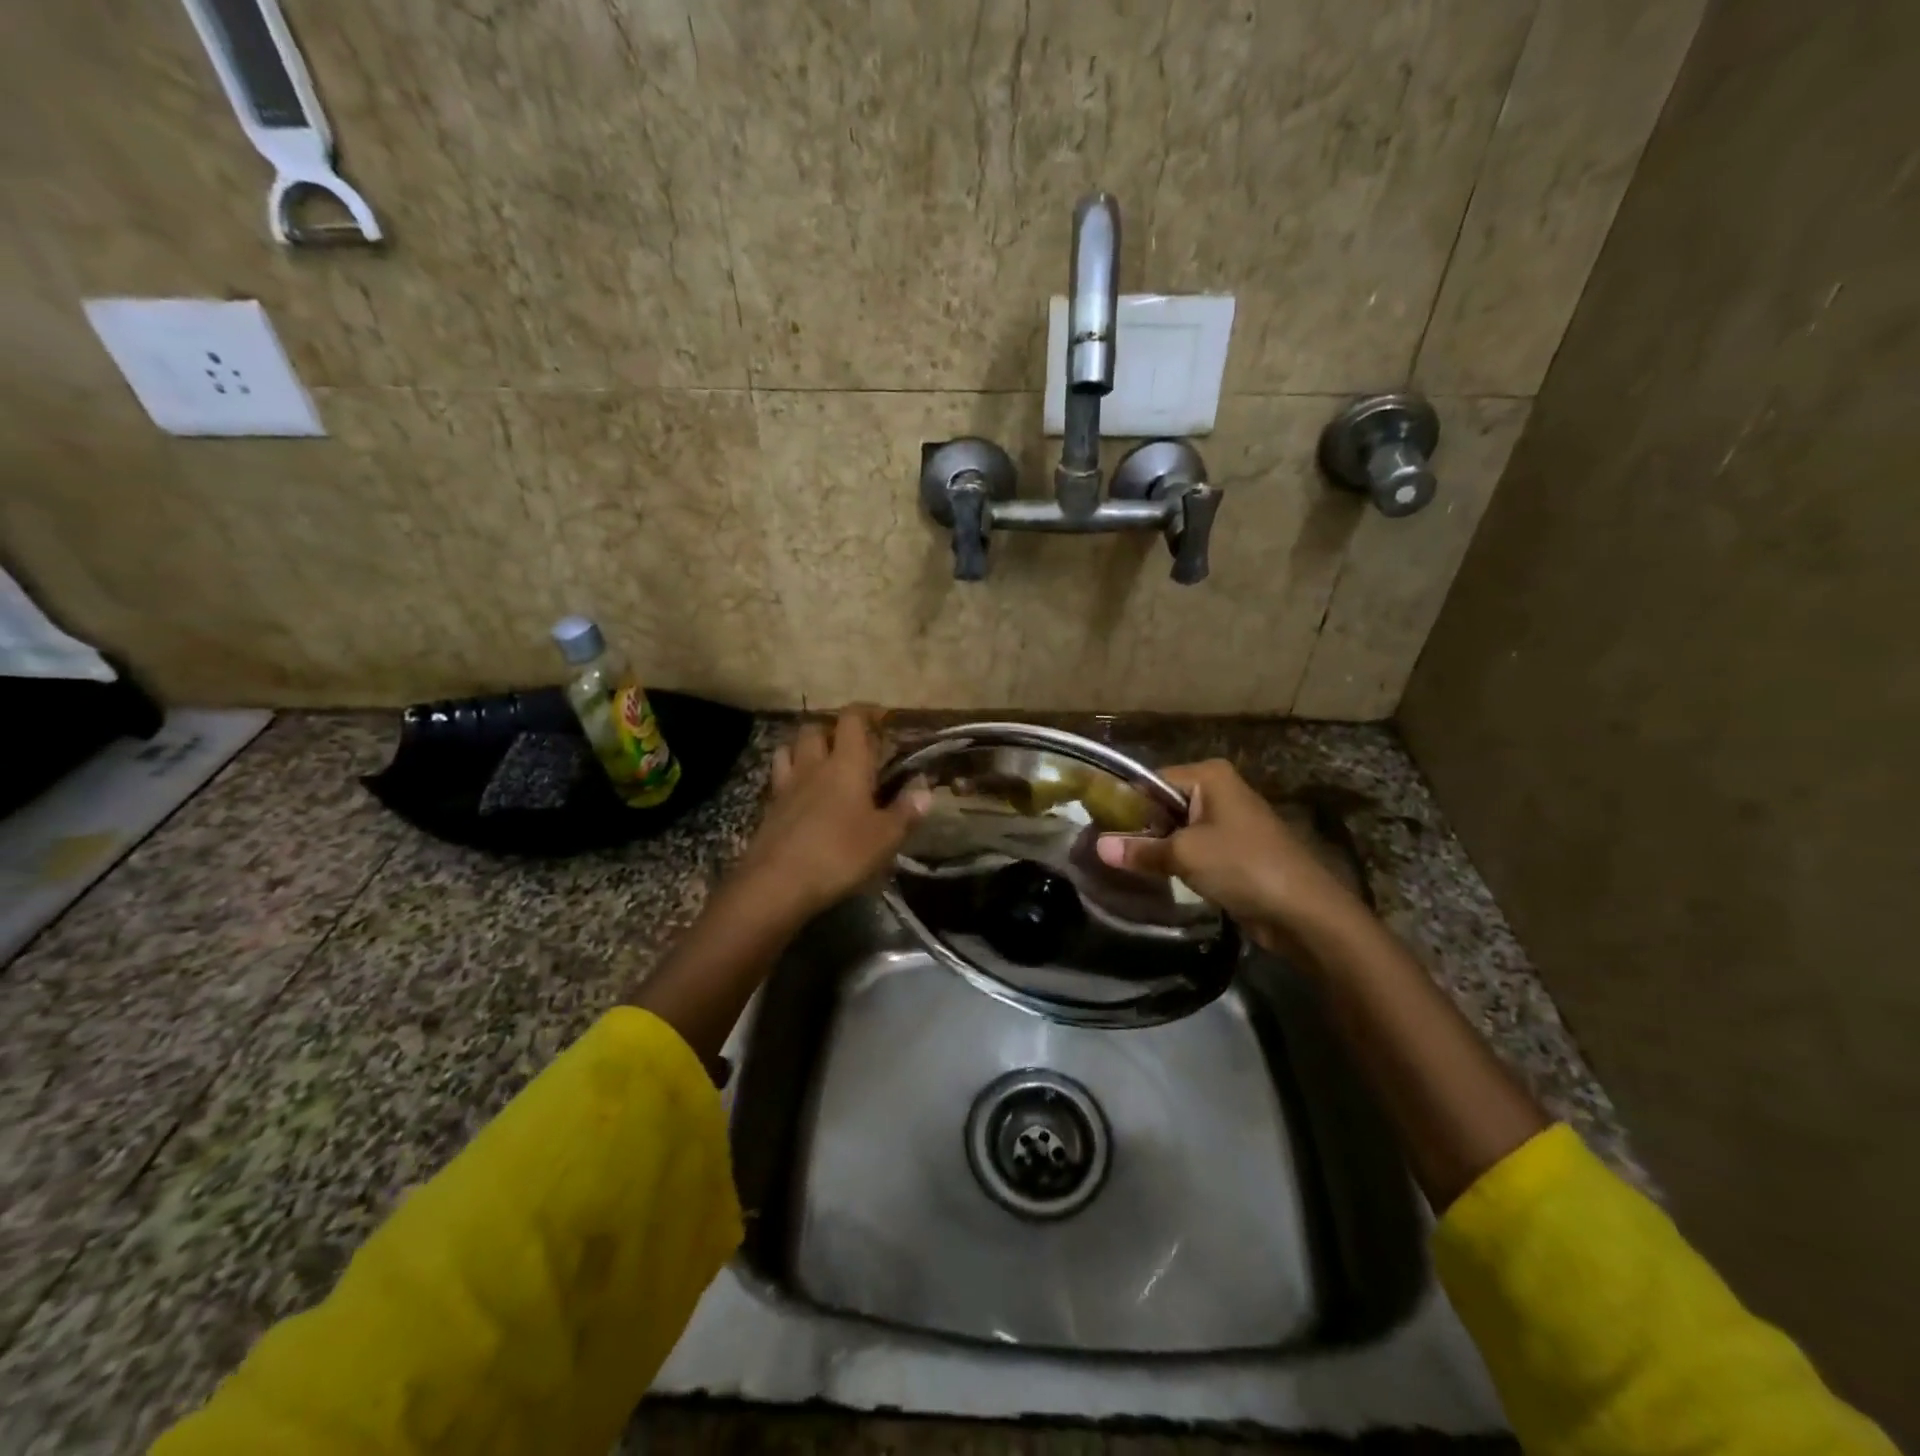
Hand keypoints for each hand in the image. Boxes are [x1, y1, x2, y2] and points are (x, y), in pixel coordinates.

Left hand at [731, 707, 931, 923]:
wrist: (776, 884)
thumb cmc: (839, 854)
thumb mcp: (885, 838)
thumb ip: (906, 810)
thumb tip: (924, 787)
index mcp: (846, 764)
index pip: (852, 720)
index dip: (866, 712)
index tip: (881, 717)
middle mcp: (813, 766)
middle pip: (815, 729)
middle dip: (832, 730)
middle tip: (851, 745)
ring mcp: (786, 786)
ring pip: (789, 749)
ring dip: (804, 748)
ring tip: (820, 763)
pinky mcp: (768, 809)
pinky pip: (778, 778)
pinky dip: (790, 776)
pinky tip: (801, 796)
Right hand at [1095, 760, 1361, 949]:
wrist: (1303, 911)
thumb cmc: (1243, 866)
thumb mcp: (1184, 854)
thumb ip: (1140, 849)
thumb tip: (1097, 846)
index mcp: (1209, 776)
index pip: (1150, 781)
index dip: (1123, 804)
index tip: (1094, 827)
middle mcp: (1217, 790)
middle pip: (1162, 804)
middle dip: (1137, 827)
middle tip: (1102, 849)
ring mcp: (1227, 821)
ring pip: (1176, 829)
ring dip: (1155, 847)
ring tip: (1119, 863)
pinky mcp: (1232, 850)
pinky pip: (1192, 848)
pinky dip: (1174, 861)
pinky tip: (1150, 875)